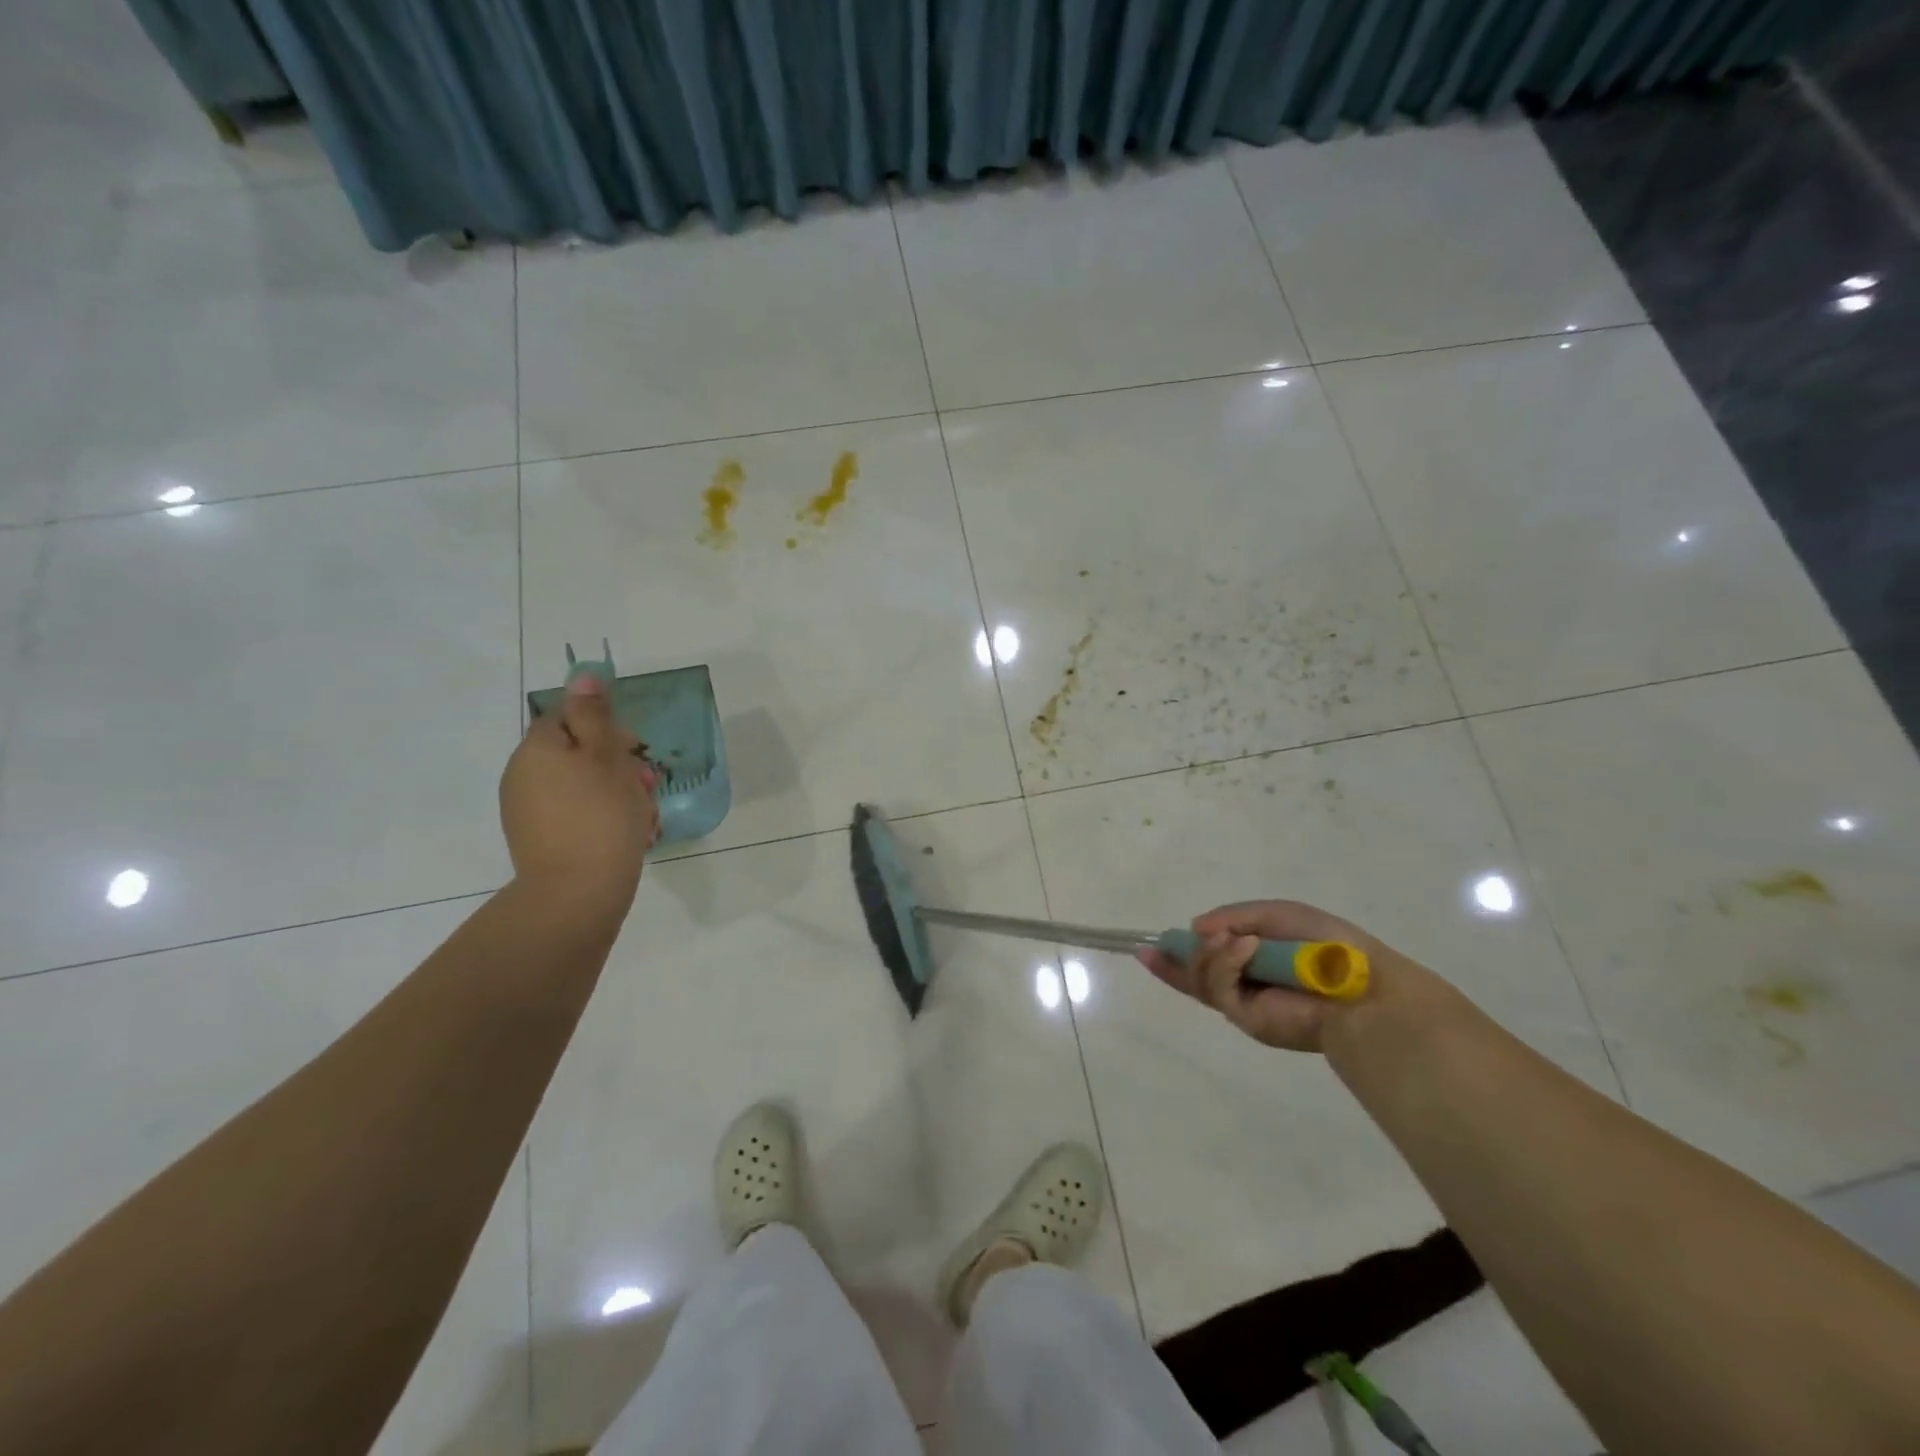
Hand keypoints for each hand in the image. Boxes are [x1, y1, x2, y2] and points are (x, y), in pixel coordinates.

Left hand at [499, 674, 658, 907]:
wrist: (577, 893)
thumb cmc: (602, 816)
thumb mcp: (607, 756)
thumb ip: (595, 715)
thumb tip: (582, 675)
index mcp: (537, 748)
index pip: (570, 718)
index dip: (606, 729)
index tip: (634, 750)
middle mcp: (523, 774)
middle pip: (577, 753)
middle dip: (616, 765)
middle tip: (646, 786)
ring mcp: (527, 810)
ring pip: (580, 786)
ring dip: (614, 792)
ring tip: (643, 816)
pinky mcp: (538, 840)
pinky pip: (574, 814)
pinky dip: (600, 817)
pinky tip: (626, 835)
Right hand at [1136, 899, 1431, 1052]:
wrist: (1363, 988)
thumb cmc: (1327, 945)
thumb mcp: (1276, 915)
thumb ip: (1234, 916)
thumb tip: (1195, 928)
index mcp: (1256, 961)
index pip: (1209, 959)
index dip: (1179, 954)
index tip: (1151, 945)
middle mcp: (1246, 985)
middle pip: (1195, 976)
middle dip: (1172, 962)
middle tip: (1151, 949)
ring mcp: (1244, 1004)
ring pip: (1201, 979)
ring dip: (1208, 953)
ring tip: (1233, 939)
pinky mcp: (1247, 1019)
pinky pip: (1220, 988)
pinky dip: (1226, 963)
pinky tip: (1244, 948)